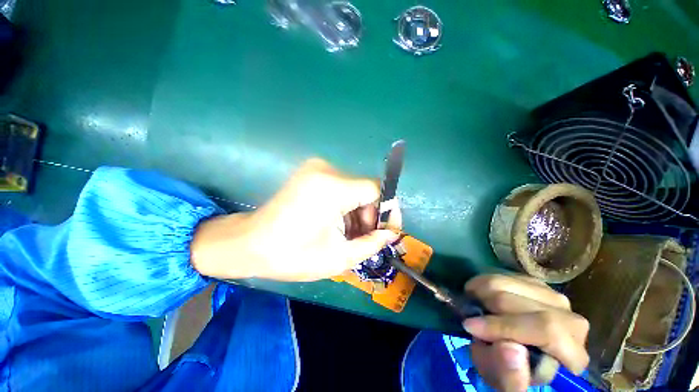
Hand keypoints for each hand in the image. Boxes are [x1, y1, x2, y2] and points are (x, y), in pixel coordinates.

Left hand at [191, 158, 400, 280]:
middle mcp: (326, 169)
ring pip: (354, 189)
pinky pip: (341, 188)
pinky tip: (338, 225)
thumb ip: (371, 243)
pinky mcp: (311, 173)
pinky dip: (345, 206)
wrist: (250, 244)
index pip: (376, 189)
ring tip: (350, 236)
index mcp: (333, 187)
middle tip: (365, 238)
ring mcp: (316, 169)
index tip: (386, 231)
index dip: (386, 210)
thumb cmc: (292, 255)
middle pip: (365, 189)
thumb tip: (391, 233)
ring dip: (357, 212)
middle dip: (370, 215)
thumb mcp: (339, 257)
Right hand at [462, 275, 589, 391]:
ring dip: (483, 291)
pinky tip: (480, 293)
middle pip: (524, 304)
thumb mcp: (505, 385)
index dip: (504, 327)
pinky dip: (486, 282)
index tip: (470, 327)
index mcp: (572, 353)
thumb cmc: (512, 373)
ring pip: (511, 283)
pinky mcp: (537, 284)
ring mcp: (554, 297)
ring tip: (472, 302)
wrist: (516, 354)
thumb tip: (509, 348)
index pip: (547, 330)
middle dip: (488, 307)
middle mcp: (571, 320)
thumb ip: (509, 377)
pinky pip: (506, 275)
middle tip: (468, 313)